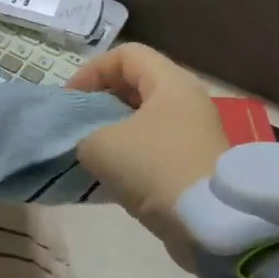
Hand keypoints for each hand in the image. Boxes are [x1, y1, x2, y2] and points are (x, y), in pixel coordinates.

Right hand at [67, 44, 228, 269]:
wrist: (208, 222)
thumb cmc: (155, 168)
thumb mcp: (101, 146)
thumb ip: (83, 135)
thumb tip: (90, 144)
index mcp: (170, 83)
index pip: (126, 55)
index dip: (92, 70)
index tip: (70, 100)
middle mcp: (187, 101)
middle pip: (138, 85)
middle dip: (103, 100)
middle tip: (78, 124)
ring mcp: (194, 134)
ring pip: (146, 119)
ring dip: (115, 131)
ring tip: (91, 151)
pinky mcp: (194, 163)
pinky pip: (155, 147)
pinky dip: (131, 155)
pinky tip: (112, 176)